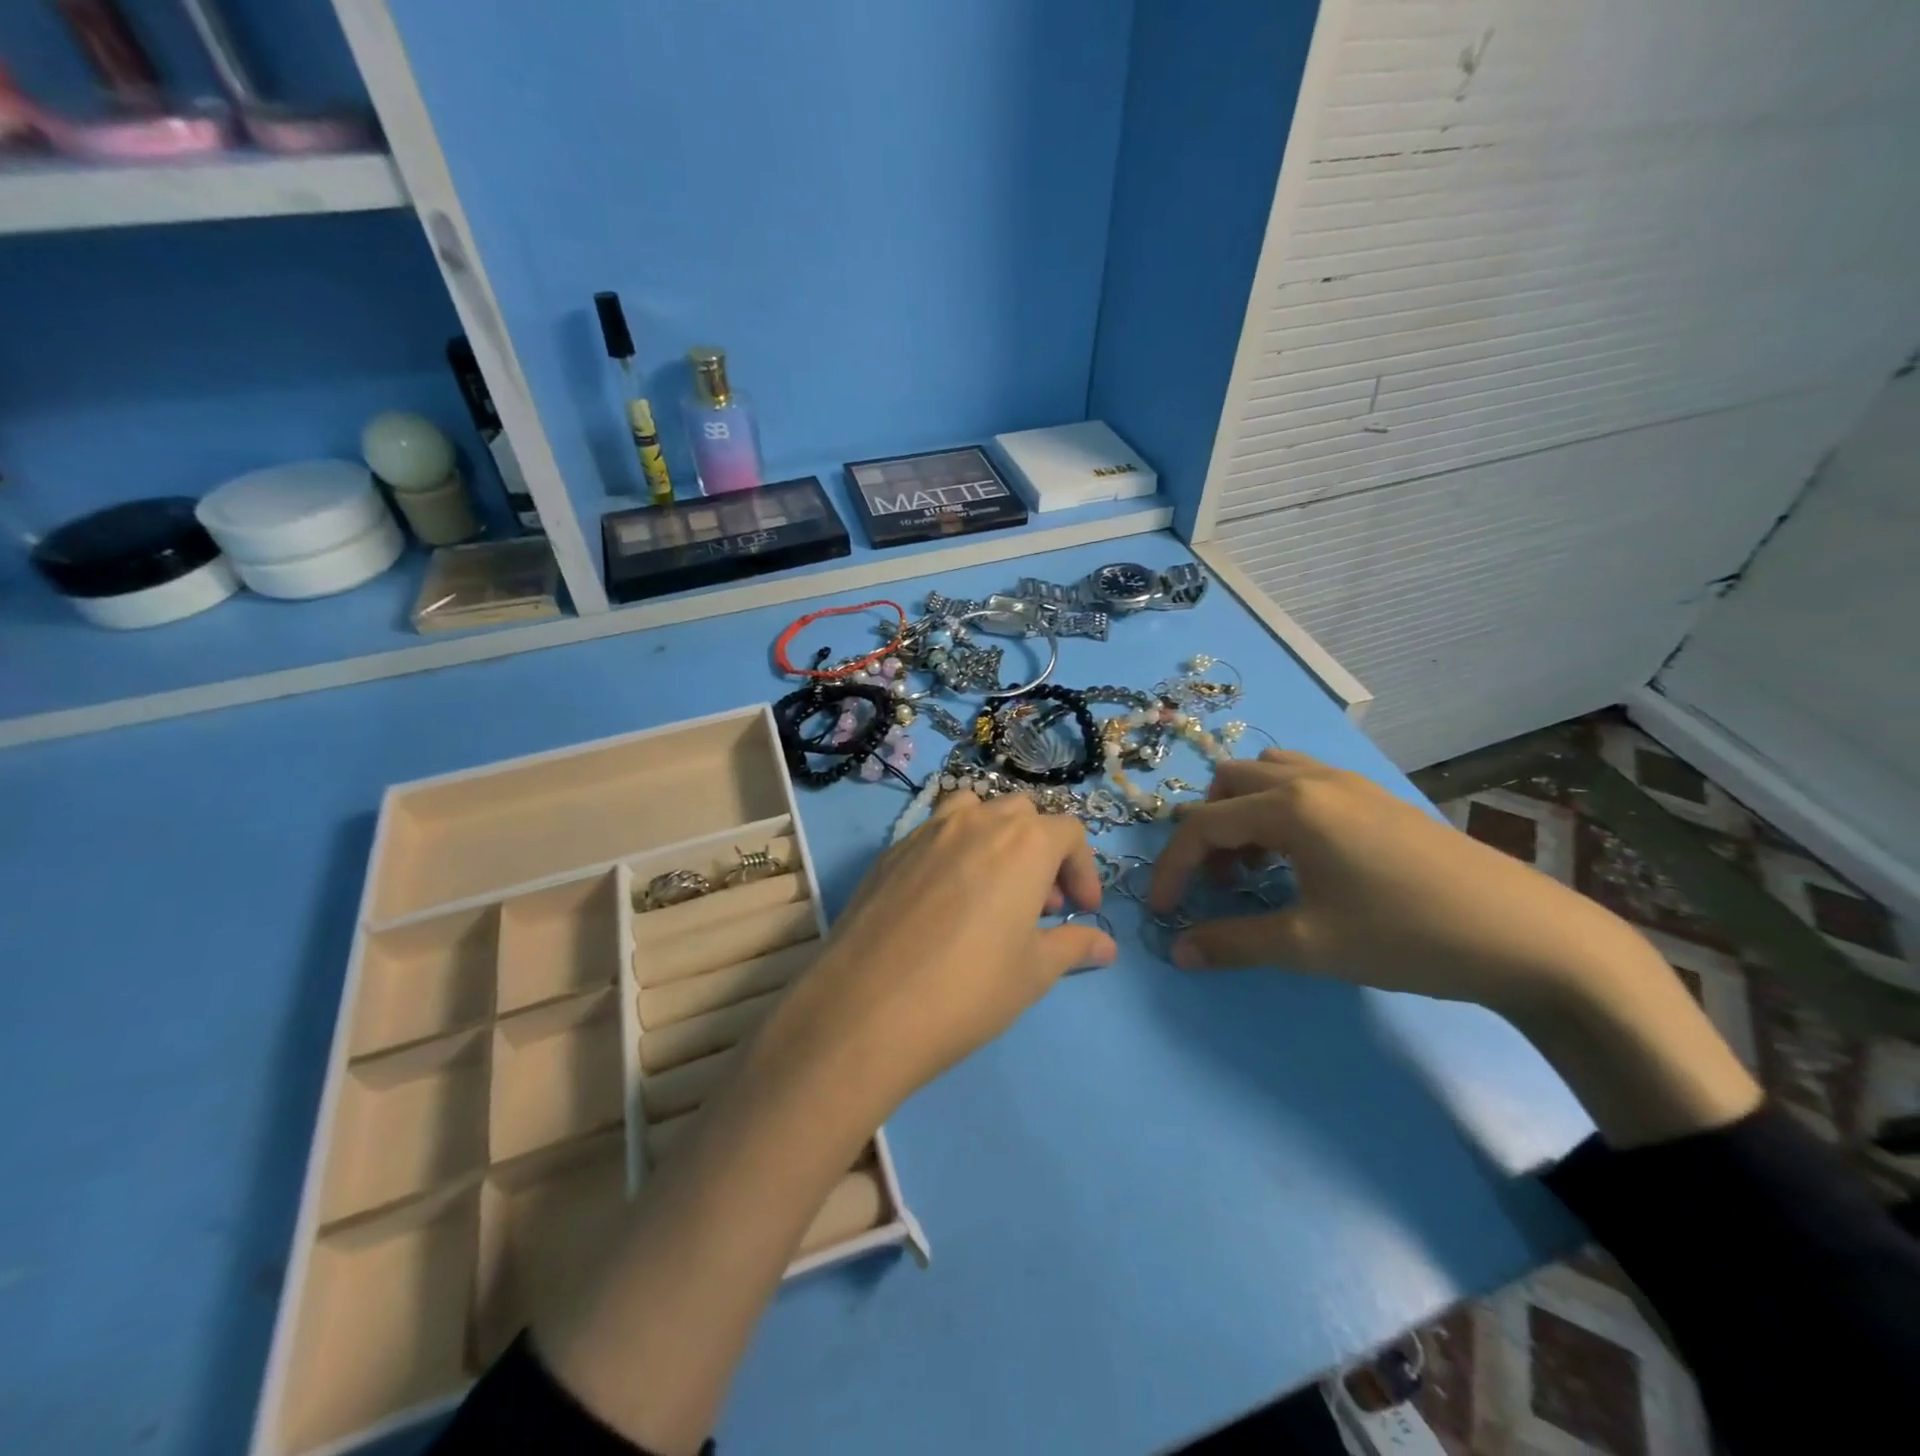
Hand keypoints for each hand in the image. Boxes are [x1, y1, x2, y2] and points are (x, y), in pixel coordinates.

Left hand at [771, 792, 1116, 1111]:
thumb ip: (1073, 946)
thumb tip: (1105, 946)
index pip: (1069, 833)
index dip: (1083, 870)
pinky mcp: (891, 850)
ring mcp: (927, 830)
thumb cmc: (969, 988)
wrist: (867, 1006)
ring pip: (974, 810)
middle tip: (1039, 903)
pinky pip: (934, 832)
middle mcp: (977, 822)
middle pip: (1023, 814)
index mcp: (1023, 843)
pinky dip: (953, 850)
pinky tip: (944, 900)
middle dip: (1041, 851)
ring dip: (995, 837)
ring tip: (992, 886)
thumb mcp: (1033, 972)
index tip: (1082, 911)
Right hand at [1150, 750, 1760, 1145]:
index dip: (1172, 868)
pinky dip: (1280, 810)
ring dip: (1243, 813)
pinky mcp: (1378, 798)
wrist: (1528, 938)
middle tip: (1217, 884)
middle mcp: (1312, 780)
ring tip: (1258, 866)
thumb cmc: (1406, 936)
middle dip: (1206, 832)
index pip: (1202, 825)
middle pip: (1227, 784)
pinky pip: (1304, 783)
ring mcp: (1350, 783)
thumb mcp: (1309, 946)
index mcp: (1289, 807)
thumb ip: (1234, 943)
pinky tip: (1305, 859)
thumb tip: (1178, 952)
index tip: (1163, 912)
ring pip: (1267, 775)